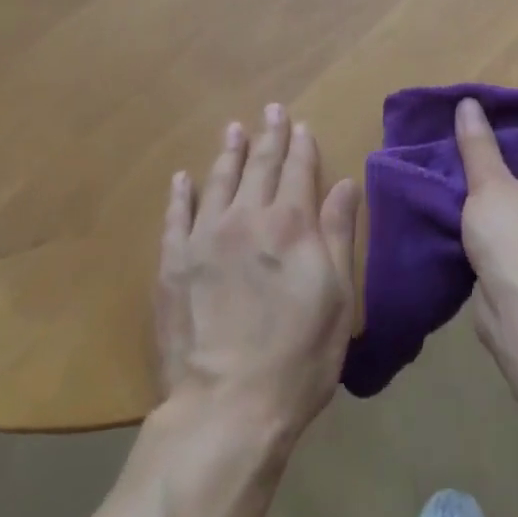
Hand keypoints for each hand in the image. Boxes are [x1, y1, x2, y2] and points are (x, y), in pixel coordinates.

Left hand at [157, 105, 360, 444]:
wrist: (228, 406)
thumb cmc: (299, 356)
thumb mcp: (337, 296)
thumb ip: (338, 234)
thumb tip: (345, 184)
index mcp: (291, 225)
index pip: (299, 170)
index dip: (302, 145)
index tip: (301, 124)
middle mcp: (247, 218)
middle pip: (261, 166)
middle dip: (269, 135)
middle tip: (271, 110)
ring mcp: (204, 237)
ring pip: (219, 180)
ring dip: (229, 153)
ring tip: (233, 129)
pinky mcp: (172, 262)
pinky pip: (176, 215)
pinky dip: (181, 193)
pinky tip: (183, 177)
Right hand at [454, 97, 517, 325]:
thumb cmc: (514, 232)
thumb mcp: (489, 180)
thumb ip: (478, 144)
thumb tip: (469, 103)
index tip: (500, 121)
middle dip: (508, 162)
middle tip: (474, 143)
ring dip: (500, 194)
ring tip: (463, 174)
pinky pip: (513, 229)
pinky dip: (495, 222)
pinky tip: (466, 212)